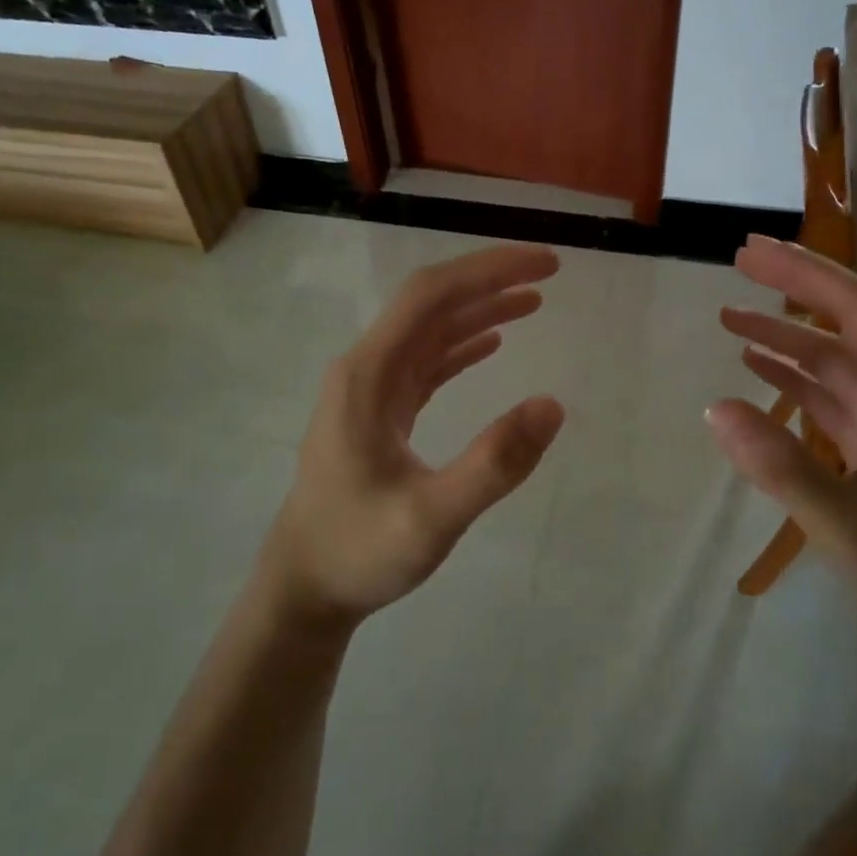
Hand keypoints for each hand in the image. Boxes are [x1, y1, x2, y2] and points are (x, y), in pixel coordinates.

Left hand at [260, 244, 565, 632]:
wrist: (304, 589)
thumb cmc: (359, 551)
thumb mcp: (431, 518)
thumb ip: (493, 464)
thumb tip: (552, 405)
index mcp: (368, 375)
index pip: (431, 296)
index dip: (488, 271)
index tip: (545, 266)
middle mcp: (365, 370)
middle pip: (431, 304)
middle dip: (489, 281)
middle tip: (549, 274)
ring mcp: (370, 392)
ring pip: (429, 332)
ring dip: (479, 310)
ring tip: (533, 301)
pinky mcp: (378, 414)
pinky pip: (424, 364)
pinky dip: (461, 347)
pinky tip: (491, 344)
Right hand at [706, 235, 856, 670]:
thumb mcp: (846, 525)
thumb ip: (780, 465)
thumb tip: (714, 407)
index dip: (805, 273)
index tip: (751, 252)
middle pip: (849, 321)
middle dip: (795, 286)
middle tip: (738, 261)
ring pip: (836, 356)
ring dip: (786, 334)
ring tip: (729, 318)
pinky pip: (833, 393)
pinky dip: (794, 375)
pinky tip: (757, 368)